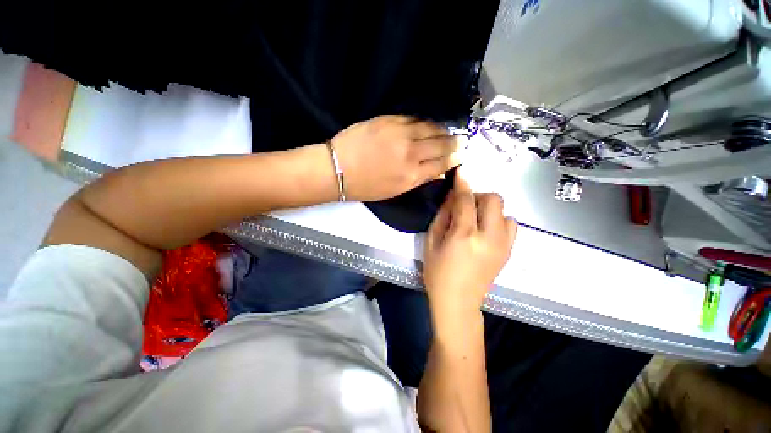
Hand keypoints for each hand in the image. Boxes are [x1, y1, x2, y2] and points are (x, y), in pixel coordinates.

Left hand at [331, 116, 460, 200]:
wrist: (339, 169)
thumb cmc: (366, 186)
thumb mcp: (395, 191)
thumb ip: (418, 179)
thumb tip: (437, 171)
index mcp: (412, 176)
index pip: (442, 164)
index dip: (455, 158)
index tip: (462, 154)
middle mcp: (411, 154)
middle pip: (441, 144)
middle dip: (455, 142)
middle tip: (461, 140)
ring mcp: (400, 134)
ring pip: (431, 128)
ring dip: (443, 129)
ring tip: (448, 131)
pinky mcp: (389, 120)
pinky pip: (414, 118)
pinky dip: (424, 121)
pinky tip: (428, 123)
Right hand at [423, 173, 516, 319]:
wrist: (458, 302)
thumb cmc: (437, 273)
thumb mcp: (430, 242)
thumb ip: (442, 216)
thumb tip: (452, 198)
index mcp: (464, 236)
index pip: (466, 200)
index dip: (463, 183)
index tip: (460, 171)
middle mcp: (488, 238)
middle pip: (493, 200)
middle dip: (478, 195)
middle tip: (464, 205)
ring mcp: (503, 245)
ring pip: (504, 211)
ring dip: (489, 208)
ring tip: (475, 219)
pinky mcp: (508, 252)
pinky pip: (510, 225)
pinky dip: (498, 220)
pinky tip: (485, 229)